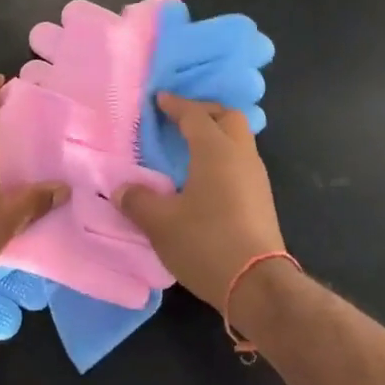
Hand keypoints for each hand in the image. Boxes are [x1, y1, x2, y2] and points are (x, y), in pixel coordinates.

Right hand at [113, 93, 286, 306]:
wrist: (257, 284)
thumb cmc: (206, 243)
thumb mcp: (161, 224)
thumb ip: (138, 200)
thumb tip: (121, 189)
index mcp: (216, 151)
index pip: (194, 115)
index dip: (175, 105)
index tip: (159, 100)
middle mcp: (241, 155)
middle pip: (227, 117)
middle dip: (204, 112)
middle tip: (179, 120)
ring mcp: (257, 177)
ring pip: (239, 139)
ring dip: (217, 134)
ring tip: (190, 147)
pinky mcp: (263, 198)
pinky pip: (242, 161)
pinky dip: (224, 156)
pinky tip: (206, 176)